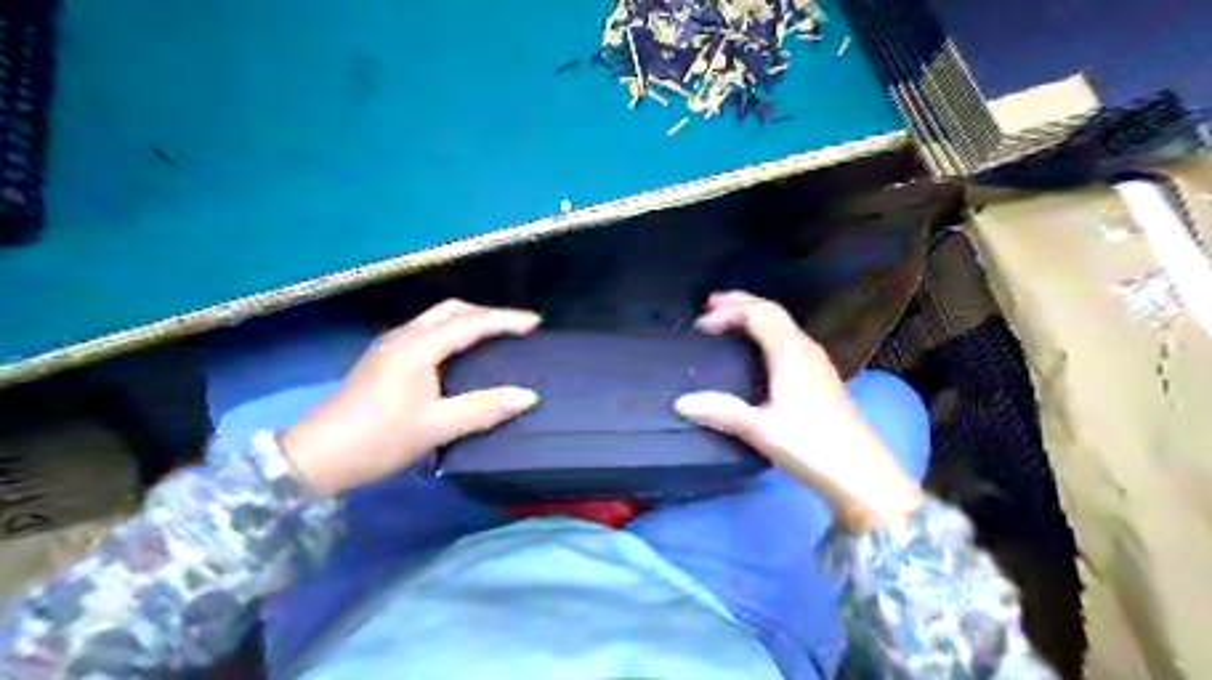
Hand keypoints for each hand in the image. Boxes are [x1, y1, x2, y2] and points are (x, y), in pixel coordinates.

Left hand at [282, 300, 542, 496]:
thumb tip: (528, 397)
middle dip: (487, 313)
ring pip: (436, 318)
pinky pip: (425, 331)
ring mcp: (389, 346)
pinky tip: (458, 353)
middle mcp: (404, 337)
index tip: (535, 323)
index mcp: (418, 347)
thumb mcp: (436, 427)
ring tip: (494, 337)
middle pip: (452, 310)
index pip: (471, 323)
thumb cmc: (378, 439)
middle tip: (515, 328)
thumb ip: (484, 409)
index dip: (505, 320)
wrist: (315, 456)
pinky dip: (451, 332)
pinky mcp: (382, 359)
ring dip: (467, 320)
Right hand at [677, 290, 923, 529]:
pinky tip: (759, 348)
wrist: (861, 472)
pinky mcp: (821, 375)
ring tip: (730, 319)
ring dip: (755, 315)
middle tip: (711, 304)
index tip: (701, 325)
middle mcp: (805, 348)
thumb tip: (680, 402)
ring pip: (783, 323)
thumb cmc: (810, 446)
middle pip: (772, 310)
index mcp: (790, 353)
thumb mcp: (761, 430)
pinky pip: (789, 337)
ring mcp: (816, 360)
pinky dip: (767, 331)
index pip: (757, 314)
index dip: (728, 312)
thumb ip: (721, 412)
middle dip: (741, 303)